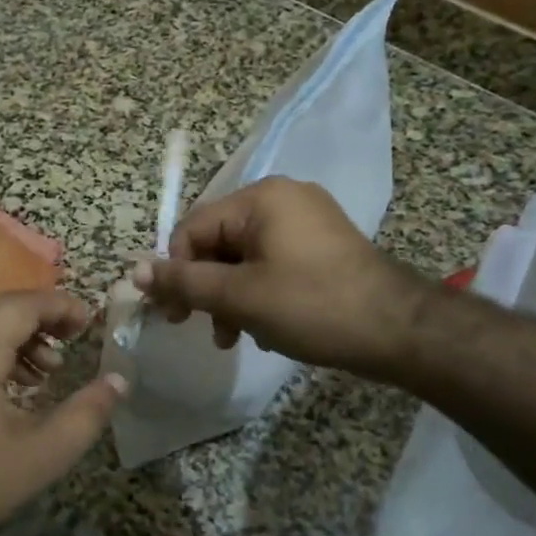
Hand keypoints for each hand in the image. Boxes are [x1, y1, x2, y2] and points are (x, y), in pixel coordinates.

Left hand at [0, 291, 125, 535]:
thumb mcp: (46, 454)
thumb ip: (87, 413)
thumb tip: (118, 381)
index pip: (19, 307)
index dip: (58, 306)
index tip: (88, 321)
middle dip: (40, 314)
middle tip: (73, 335)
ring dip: (18, 332)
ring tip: (50, 368)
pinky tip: (18, 383)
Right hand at [135, 178, 431, 375]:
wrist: (400, 330)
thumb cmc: (312, 305)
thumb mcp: (239, 296)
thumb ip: (184, 282)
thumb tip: (135, 271)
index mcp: (261, 199)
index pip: (194, 228)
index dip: (176, 272)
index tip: (173, 316)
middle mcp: (282, 198)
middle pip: (218, 241)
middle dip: (205, 288)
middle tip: (200, 329)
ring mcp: (307, 220)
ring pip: (244, 256)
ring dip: (230, 297)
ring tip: (233, 338)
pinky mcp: (323, 245)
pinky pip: (272, 262)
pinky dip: (258, 292)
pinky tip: (262, 328)